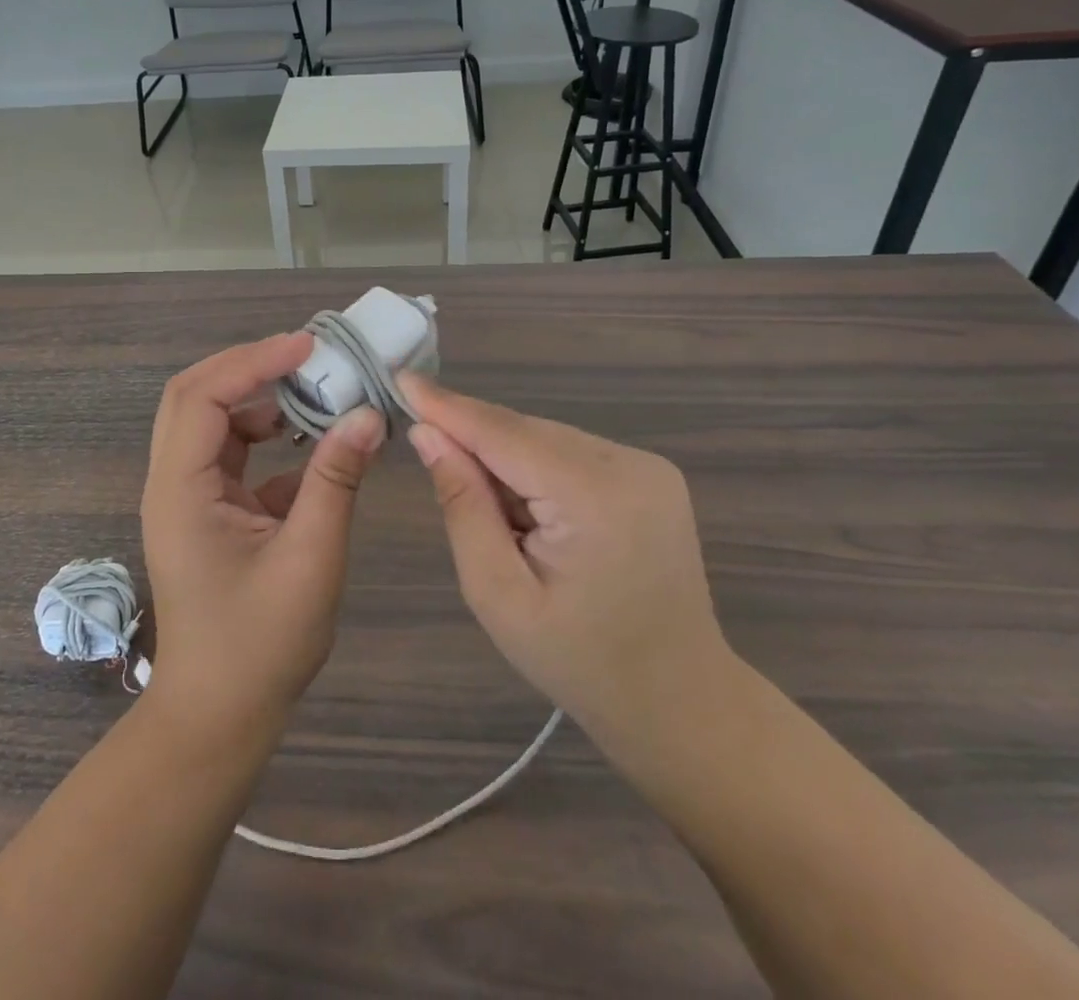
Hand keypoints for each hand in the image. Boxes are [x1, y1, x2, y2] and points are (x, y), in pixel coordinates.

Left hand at [140, 333, 385, 739]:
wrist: (219, 716)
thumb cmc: (260, 645)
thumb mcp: (309, 558)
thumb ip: (336, 480)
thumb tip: (368, 415)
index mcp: (181, 489)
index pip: (205, 396)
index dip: (254, 361)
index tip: (308, 347)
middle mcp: (173, 482)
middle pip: (195, 396)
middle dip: (249, 367)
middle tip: (306, 356)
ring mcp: (186, 496)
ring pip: (213, 422)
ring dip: (260, 400)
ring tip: (315, 391)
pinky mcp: (207, 512)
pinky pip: (232, 457)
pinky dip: (267, 439)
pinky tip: (311, 447)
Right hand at [398, 372, 730, 752]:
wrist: (679, 700)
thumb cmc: (579, 661)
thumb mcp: (497, 593)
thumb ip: (462, 505)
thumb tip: (427, 434)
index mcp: (594, 497)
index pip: (503, 433)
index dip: (447, 406)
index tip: (400, 379)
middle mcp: (628, 464)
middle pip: (525, 432)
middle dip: (473, 439)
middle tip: (429, 458)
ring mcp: (647, 465)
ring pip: (545, 438)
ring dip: (505, 459)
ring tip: (496, 517)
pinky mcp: (650, 474)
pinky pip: (569, 452)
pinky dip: (535, 468)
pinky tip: (529, 511)